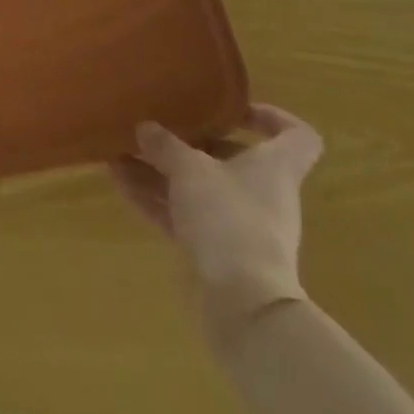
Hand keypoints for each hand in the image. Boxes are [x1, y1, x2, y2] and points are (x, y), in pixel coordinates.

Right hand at [110, 105, 323, 340]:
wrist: (241, 306)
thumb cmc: (229, 219)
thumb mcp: (190, 170)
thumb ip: (165, 145)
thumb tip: (145, 128)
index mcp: (274, 169)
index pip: (297, 136)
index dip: (273, 117)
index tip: (233, 108)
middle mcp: (260, 193)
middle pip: (232, 158)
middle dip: (190, 142)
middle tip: (156, 125)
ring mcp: (236, 224)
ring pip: (196, 186)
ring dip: (159, 169)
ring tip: (120, 150)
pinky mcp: (212, 250)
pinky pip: (179, 214)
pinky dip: (152, 197)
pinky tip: (117, 181)